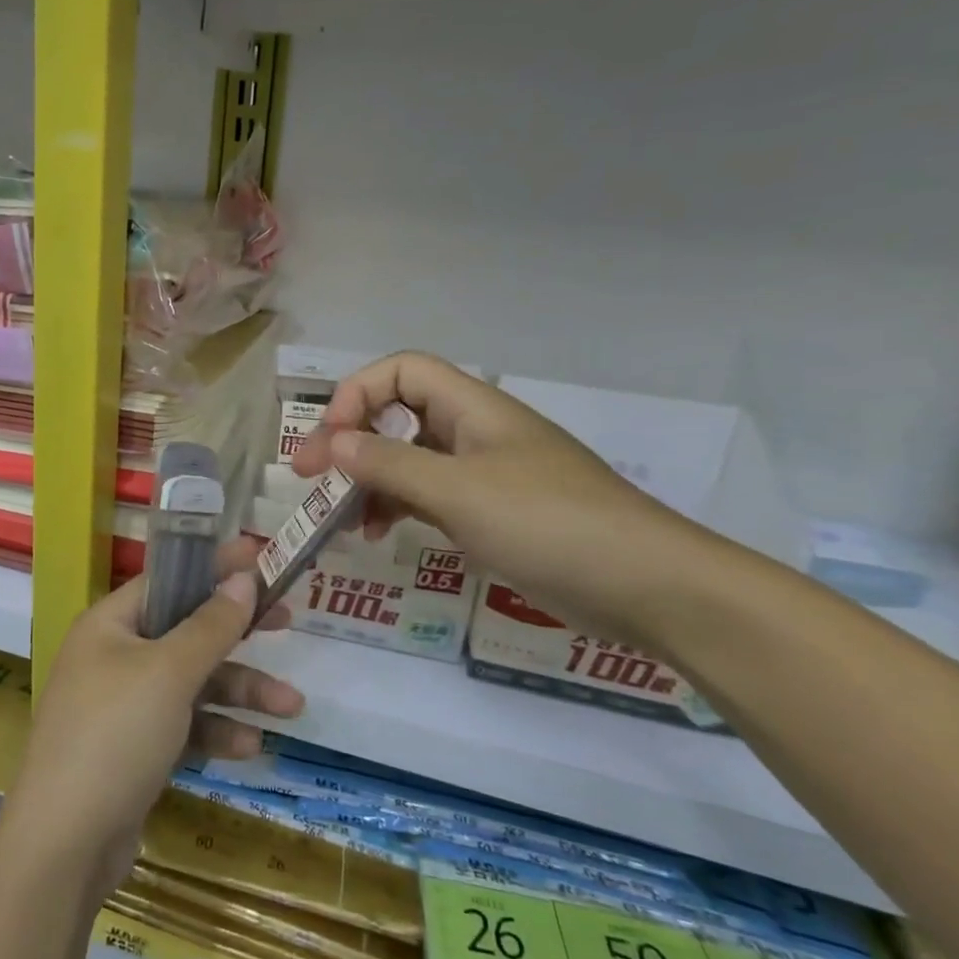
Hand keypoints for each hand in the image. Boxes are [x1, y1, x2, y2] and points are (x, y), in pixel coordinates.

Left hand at [0, 538, 303, 894]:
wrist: (65, 845)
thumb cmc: (115, 735)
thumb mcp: (170, 673)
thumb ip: (210, 625)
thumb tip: (243, 577)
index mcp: (109, 625)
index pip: (167, 580)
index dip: (213, 567)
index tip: (260, 559)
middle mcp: (113, 657)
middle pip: (185, 632)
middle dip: (237, 635)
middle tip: (287, 622)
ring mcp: (122, 706)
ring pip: (192, 684)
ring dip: (239, 692)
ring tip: (293, 706)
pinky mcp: (134, 750)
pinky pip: (183, 726)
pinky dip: (214, 731)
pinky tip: (249, 747)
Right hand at [293, 352, 716, 651]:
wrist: (647, 586)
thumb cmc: (548, 524)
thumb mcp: (458, 492)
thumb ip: (389, 465)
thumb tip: (330, 443)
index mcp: (473, 408)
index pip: (401, 372)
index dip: (357, 394)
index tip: (328, 440)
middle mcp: (475, 432)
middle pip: (398, 414)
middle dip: (350, 441)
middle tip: (311, 478)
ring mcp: (484, 474)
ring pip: (409, 459)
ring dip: (370, 479)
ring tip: (342, 518)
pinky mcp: (492, 512)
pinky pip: (429, 496)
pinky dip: (398, 508)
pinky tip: (380, 535)